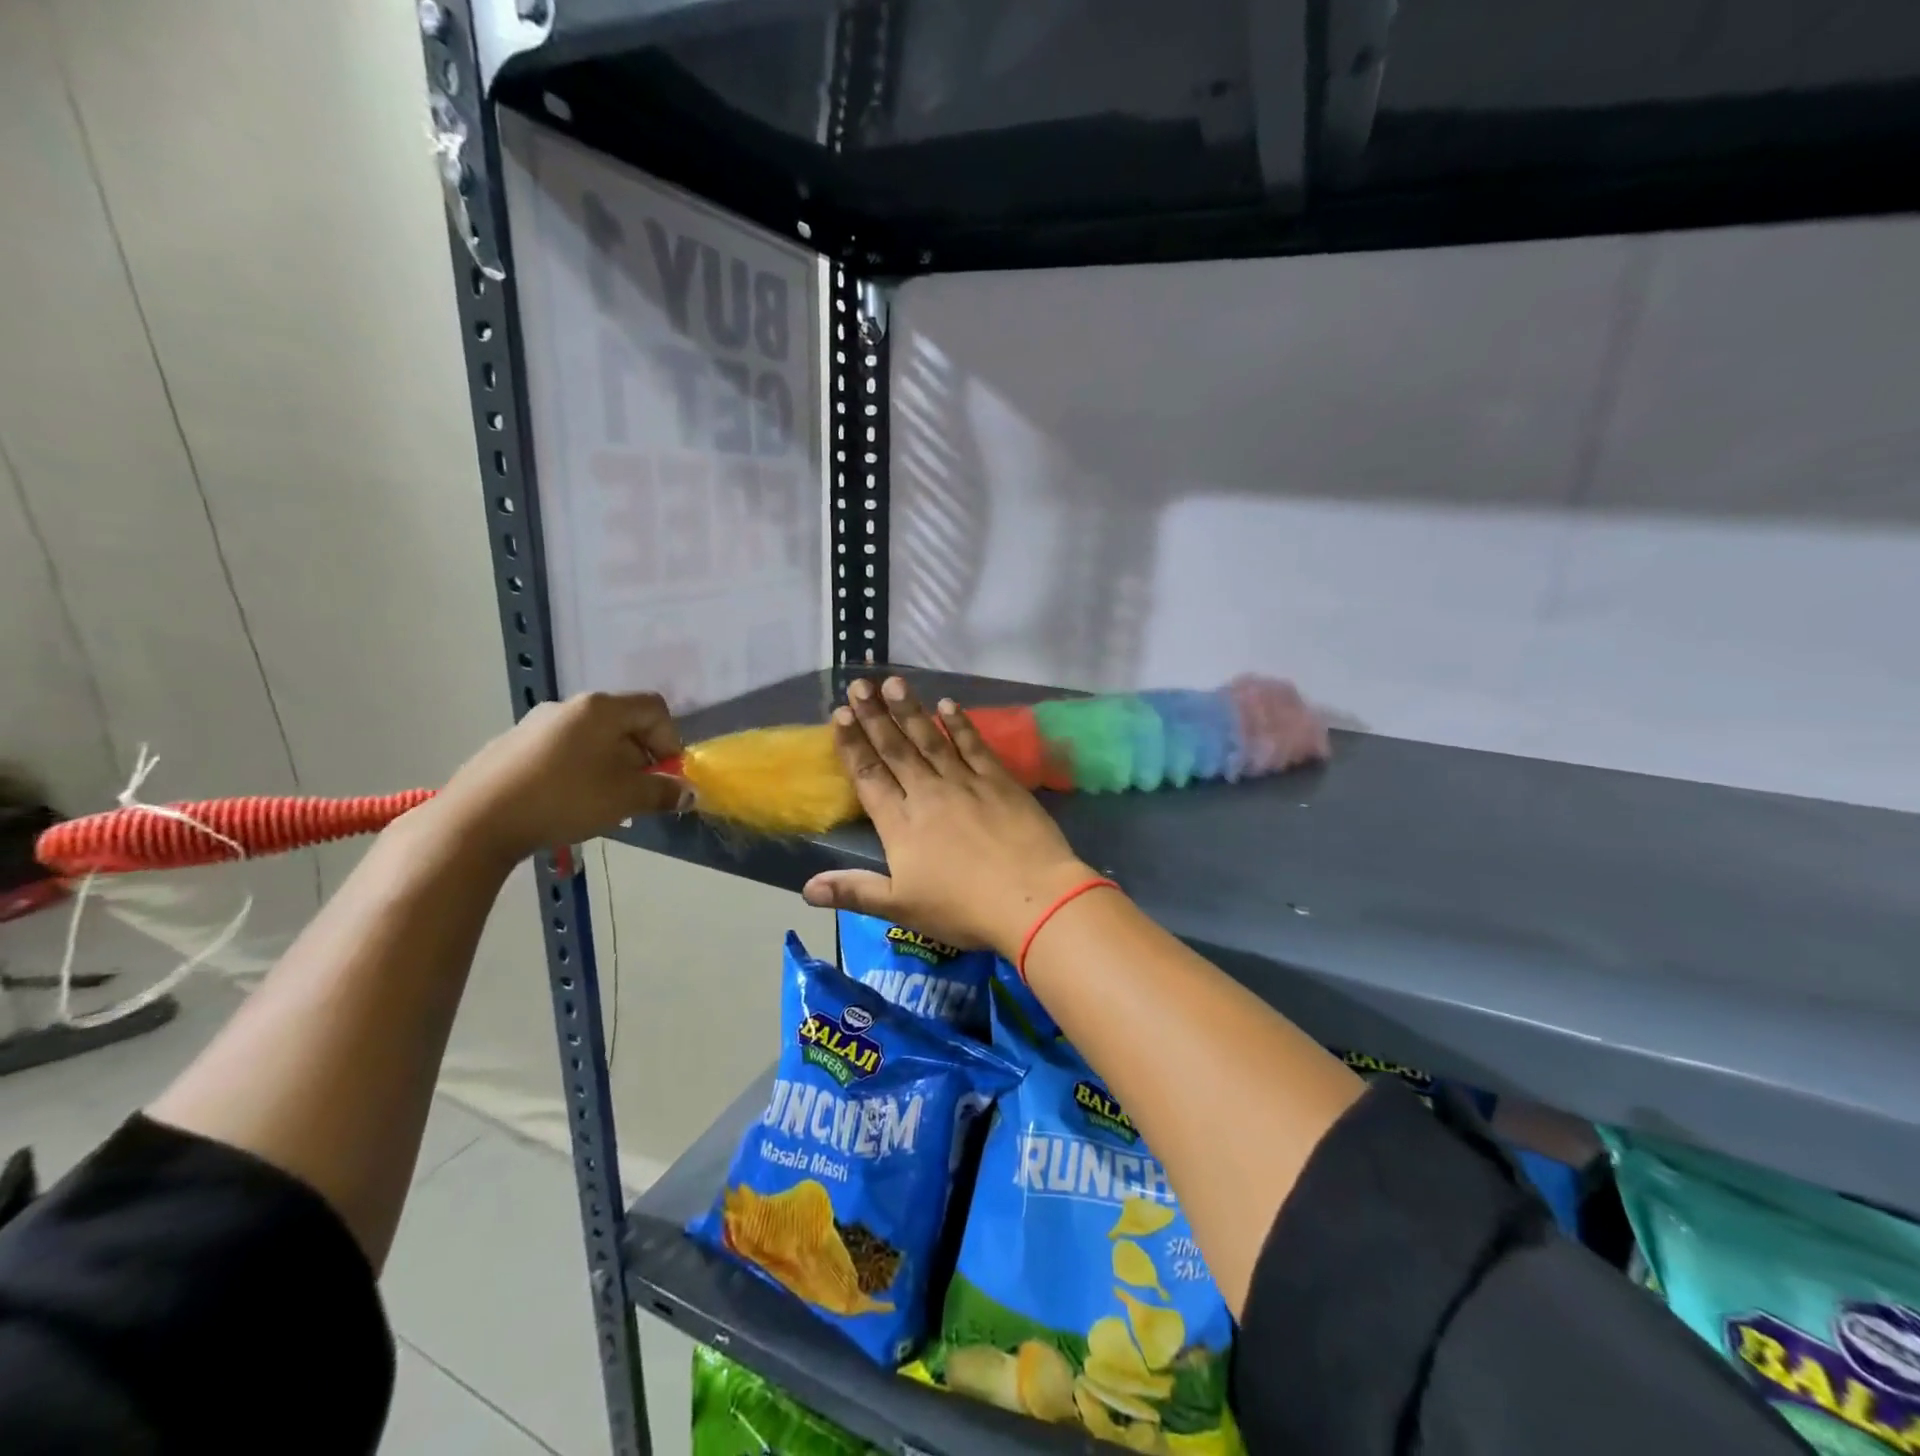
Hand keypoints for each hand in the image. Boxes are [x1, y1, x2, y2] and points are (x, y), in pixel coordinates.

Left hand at [431, 692, 686, 864]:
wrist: (477, 820)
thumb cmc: (565, 799)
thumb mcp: (625, 798)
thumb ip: (663, 792)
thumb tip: (687, 793)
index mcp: (601, 708)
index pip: (654, 708)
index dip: (671, 740)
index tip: (667, 776)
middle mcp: (569, 707)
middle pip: (623, 724)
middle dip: (641, 758)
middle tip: (639, 795)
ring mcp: (535, 725)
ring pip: (592, 740)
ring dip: (611, 767)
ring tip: (604, 804)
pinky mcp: (511, 747)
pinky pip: (562, 752)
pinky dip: (579, 772)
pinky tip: (568, 804)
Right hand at [801, 677, 1093, 956]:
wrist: (1031, 897)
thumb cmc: (963, 908)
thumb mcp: (901, 908)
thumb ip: (854, 891)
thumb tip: (806, 889)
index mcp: (900, 823)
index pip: (869, 775)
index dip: (852, 744)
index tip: (840, 714)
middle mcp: (927, 793)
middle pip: (896, 748)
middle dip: (875, 715)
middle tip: (859, 683)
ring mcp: (965, 782)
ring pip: (931, 738)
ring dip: (910, 709)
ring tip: (893, 682)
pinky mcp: (999, 780)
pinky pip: (974, 744)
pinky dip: (960, 723)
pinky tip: (948, 704)